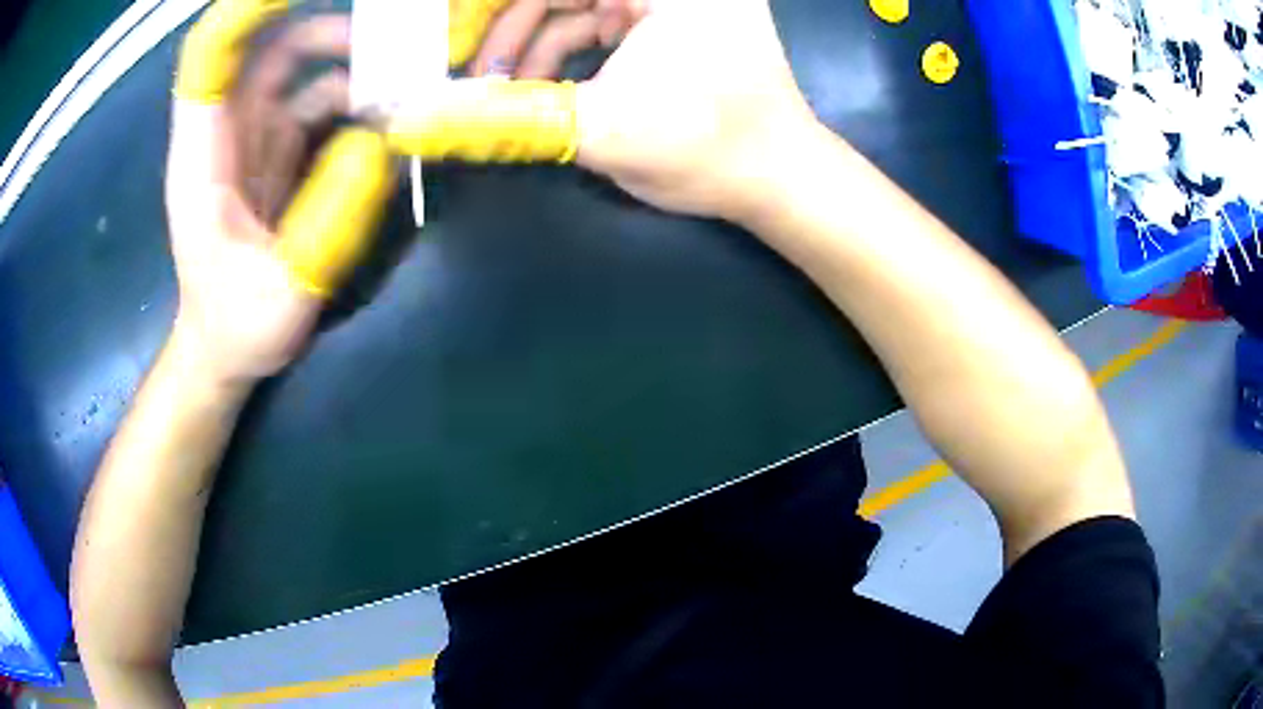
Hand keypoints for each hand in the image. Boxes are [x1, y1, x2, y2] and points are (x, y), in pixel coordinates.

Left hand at [168, 3, 391, 385]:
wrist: (223, 351)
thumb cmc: (236, 327)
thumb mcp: (282, 291)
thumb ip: (329, 219)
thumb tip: (381, 143)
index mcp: (203, 155)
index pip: (211, 55)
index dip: (247, 12)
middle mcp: (226, 132)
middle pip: (270, 49)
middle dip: (329, 34)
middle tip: (392, 51)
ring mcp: (252, 140)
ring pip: (298, 71)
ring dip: (351, 69)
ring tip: (403, 92)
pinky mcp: (275, 155)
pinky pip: (315, 105)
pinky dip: (353, 103)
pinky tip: (385, 128)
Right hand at [398, 0, 821, 224]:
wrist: (778, 178)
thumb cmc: (707, 150)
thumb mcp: (599, 128)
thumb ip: (504, 118)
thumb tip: (417, 121)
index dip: (489, 8)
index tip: (449, 36)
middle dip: (508, 29)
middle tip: (468, 71)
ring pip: (576, 4)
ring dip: (532, 43)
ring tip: (501, 89)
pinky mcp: (673, 17)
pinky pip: (599, 18)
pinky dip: (563, 47)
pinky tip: (540, 82)